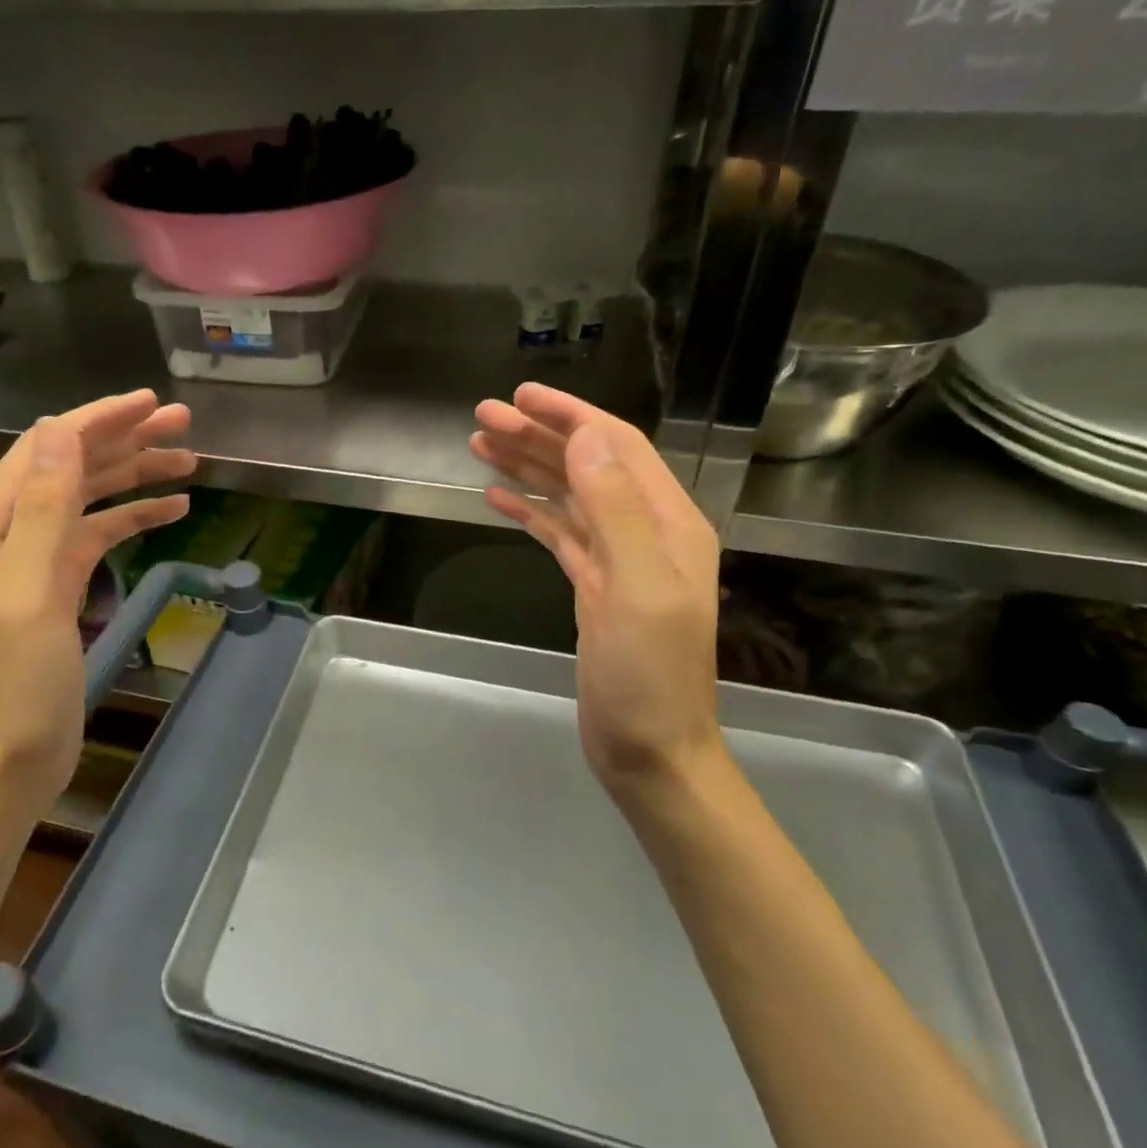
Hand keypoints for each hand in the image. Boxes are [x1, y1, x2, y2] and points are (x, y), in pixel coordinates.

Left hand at [0, 389, 193, 804]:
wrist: (10, 760)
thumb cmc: (14, 684)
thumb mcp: (27, 593)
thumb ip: (42, 511)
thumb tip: (59, 432)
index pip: (45, 450)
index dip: (96, 420)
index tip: (149, 402)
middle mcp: (10, 533)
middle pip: (71, 467)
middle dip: (125, 441)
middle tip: (183, 424)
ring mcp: (37, 560)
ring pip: (91, 498)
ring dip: (136, 475)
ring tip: (190, 461)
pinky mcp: (61, 586)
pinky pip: (101, 536)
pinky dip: (135, 517)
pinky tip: (174, 510)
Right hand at [470, 384, 724, 795]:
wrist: (650, 752)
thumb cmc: (650, 676)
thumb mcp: (638, 589)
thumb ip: (616, 509)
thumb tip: (584, 438)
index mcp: (667, 523)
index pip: (617, 447)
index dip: (570, 415)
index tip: (522, 395)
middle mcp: (645, 531)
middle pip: (587, 465)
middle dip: (537, 436)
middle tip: (482, 417)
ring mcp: (617, 560)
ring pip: (568, 496)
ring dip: (528, 467)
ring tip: (479, 445)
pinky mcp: (593, 587)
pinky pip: (558, 534)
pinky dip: (529, 511)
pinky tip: (496, 497)